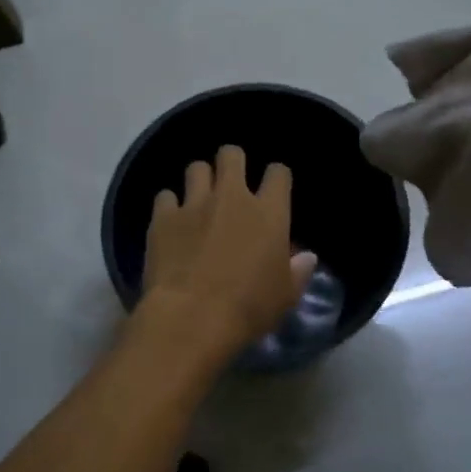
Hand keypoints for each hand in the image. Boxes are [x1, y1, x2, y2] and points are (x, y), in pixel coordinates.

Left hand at [139, 146, 317, 362]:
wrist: (191, 316)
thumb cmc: (248, 308)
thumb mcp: (285, 296)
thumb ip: (297, 271)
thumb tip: (307, 257)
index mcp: (269, 213)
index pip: (278, 174)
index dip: (276, 177)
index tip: (273, 189)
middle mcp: (231, 197)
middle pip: (231, 155)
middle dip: (232, 161)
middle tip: (230, 182)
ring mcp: (194, 204)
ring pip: (196, 168)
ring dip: (200, 179)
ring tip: (199, 199)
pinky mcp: (163, 217)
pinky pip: (165, 196)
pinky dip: (169, 206)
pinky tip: (171, 222)